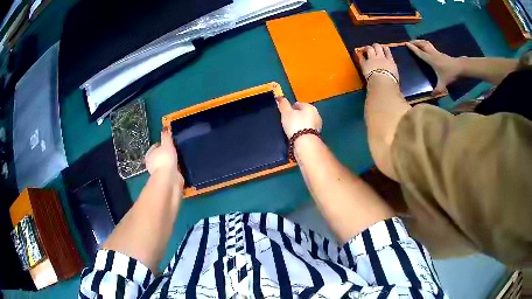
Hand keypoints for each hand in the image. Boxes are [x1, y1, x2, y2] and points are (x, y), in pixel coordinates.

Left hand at [145, 129, 183, 184]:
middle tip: (175, 151)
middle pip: (160, 156)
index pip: (155, 146)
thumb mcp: (167, 144)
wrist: (169, 178)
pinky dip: (174, 170)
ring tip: (179, 159)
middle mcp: (152, 164)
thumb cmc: (165, 159)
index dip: (162, 144)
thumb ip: (166, 137)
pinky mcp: (166, 179)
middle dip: (166, 154)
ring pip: (165, 164)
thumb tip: (165, 129)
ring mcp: (159, 172)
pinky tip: (180, 167)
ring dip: (171, 162)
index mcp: (149, 154)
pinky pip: (171, 172)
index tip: (170, 143)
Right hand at [276, 97, 321, 138]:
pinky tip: (296, 135)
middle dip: (296, 116)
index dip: (291, 107)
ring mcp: (317, 126)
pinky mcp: (316, 136)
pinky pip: (306, 131)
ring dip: (300, 124)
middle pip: (303, 113)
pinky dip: (302, 131)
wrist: (305, 143)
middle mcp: (316, 115)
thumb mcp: (286, 112)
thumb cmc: (295, 124)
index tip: (284, 112)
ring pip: (306, 122)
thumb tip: (278, 97)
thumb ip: (283, 104)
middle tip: (287, 120)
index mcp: (310, 107)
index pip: (299, 104)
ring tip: (290, 129)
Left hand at [359, 43, 398, 81]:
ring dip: (368, 48)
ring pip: (370, 49)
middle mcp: (381, 58)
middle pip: (378, 47)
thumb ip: (394, 75)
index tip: (384, 47)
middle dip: (376, 46)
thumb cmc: (392, 83)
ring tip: (366, 48)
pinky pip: (361, 56)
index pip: (388, 52)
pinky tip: (358, 53)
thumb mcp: (396, 78)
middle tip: (374, 46)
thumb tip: (396, 82)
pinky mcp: (364, 63)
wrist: (383, 83)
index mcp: (391, 62)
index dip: (385, 48)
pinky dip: (360, 54)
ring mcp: (372, 59)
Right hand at [407, 40, 461, 94]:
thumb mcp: (443, 84)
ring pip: (426, 43)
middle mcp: (432, 54)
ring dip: (420, 41)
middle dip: (415, 42)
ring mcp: (436, 52)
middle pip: (422, 44)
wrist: (460, 67)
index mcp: (431, 60)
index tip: (406, 44)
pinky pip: (430, 46)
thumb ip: (437, 90)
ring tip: (416, 42)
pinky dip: (425, 44)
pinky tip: (425, 47)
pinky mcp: (440, 53)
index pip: (420, 53)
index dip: (412, 48)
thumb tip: (431, 96)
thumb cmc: (451, 74)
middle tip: (410, 42)